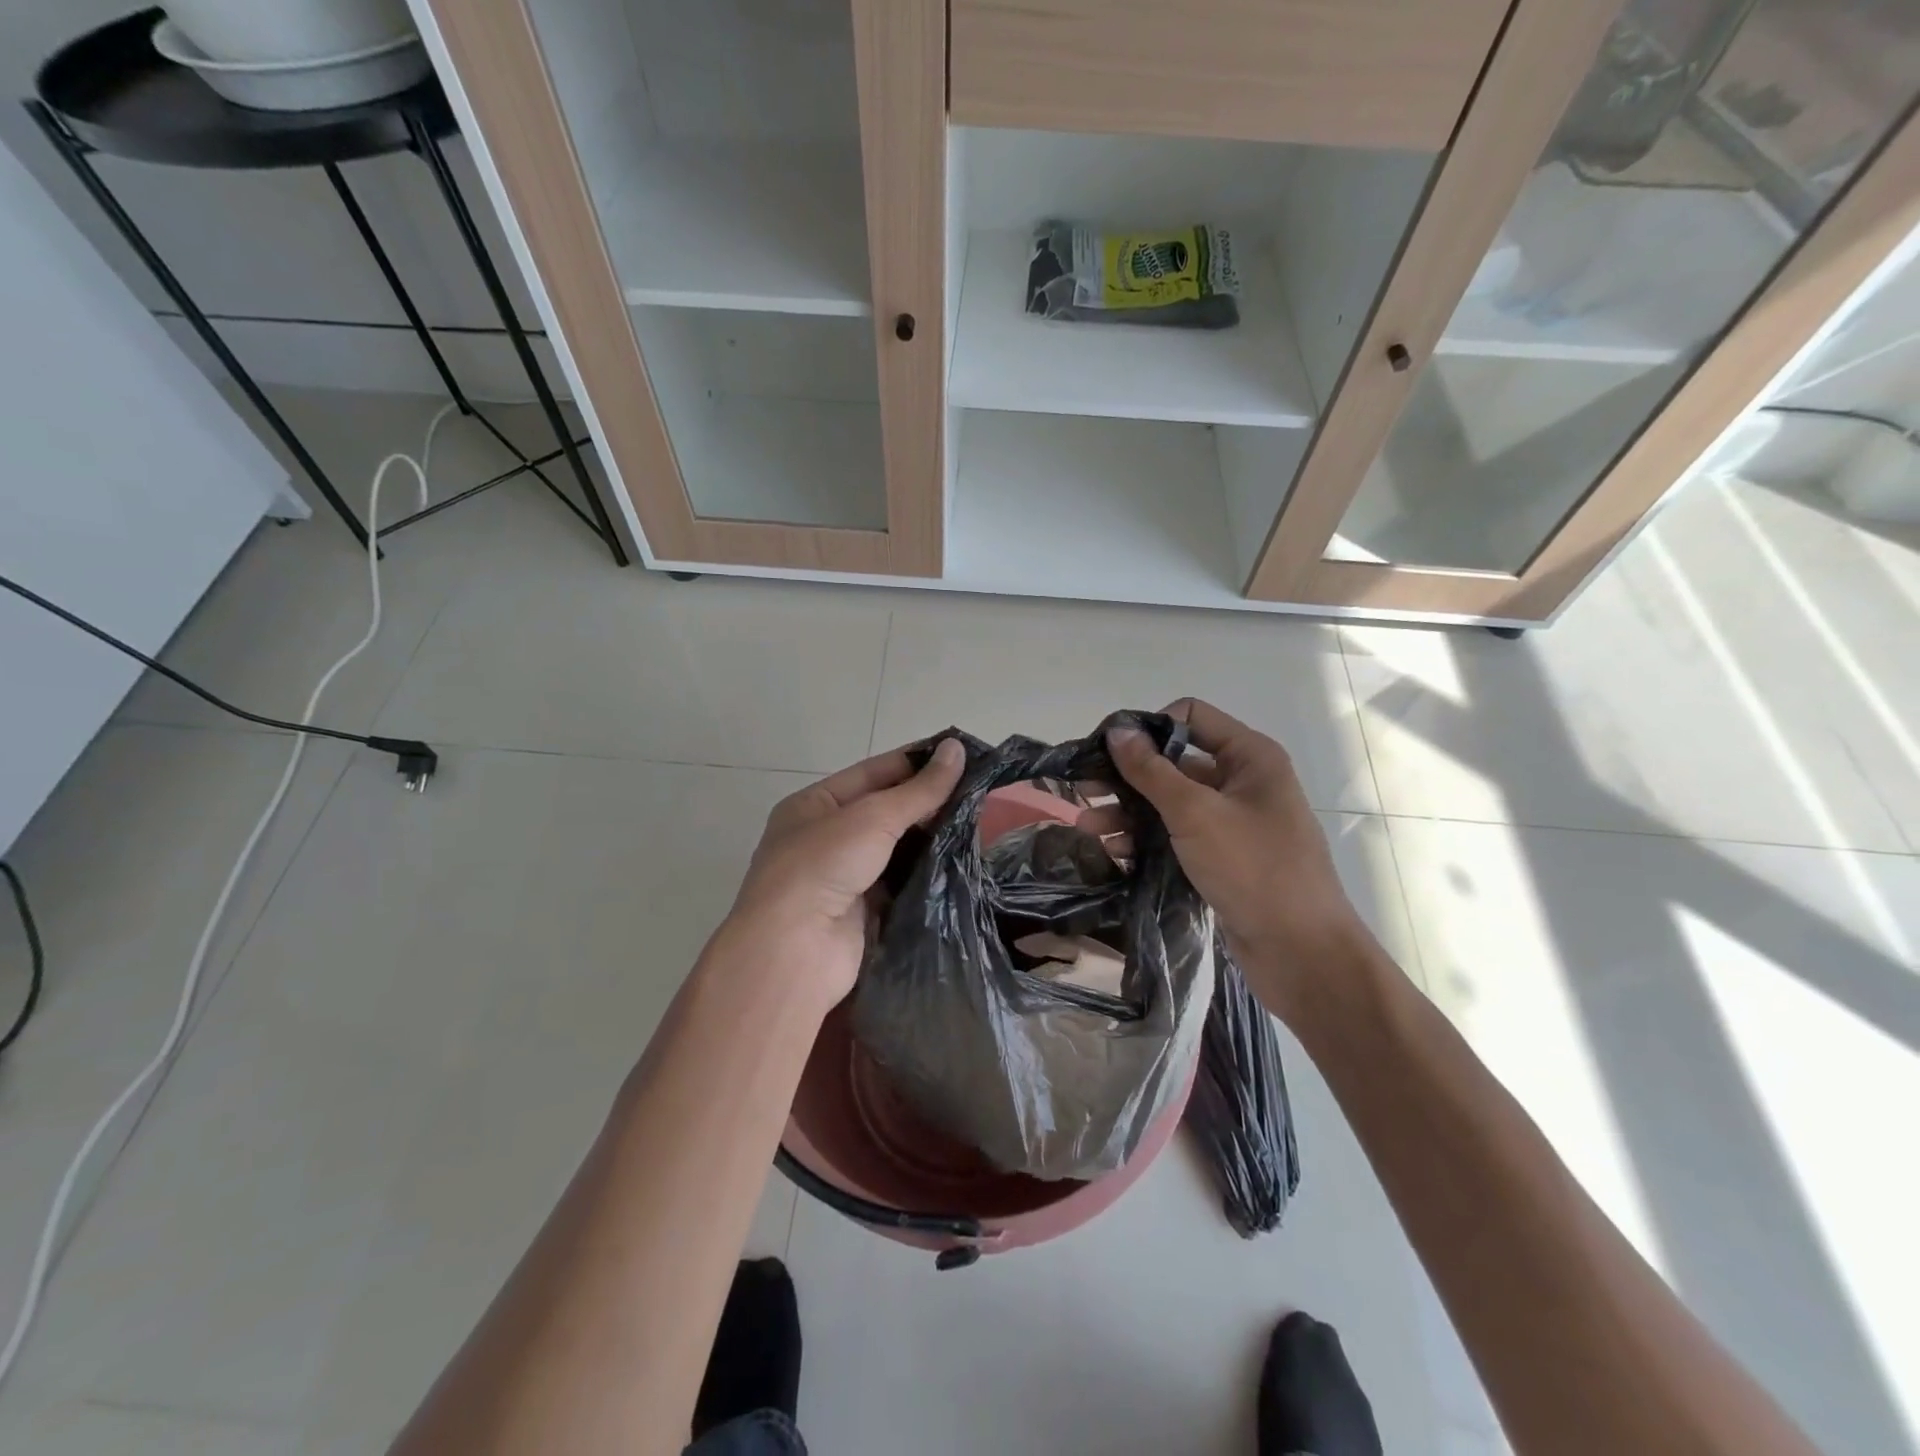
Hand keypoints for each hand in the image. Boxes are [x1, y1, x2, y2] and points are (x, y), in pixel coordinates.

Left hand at [714, 738, 966, 1010]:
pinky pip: (901, 884)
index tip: (961, 754)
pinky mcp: (863, 913)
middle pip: (885, 811)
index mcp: (814, 804)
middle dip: (927, 802)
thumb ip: (919, 789)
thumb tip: (957, 749)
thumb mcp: (872, 817)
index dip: (915, 762)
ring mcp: (843, 878)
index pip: (873, 772)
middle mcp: (825, 838)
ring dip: (930, 838)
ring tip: (979, 822)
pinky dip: (926, 874)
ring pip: (896, 849)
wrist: (794, 951)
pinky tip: (961, 862)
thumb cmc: (823, 866)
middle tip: (978, 790)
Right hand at [1095, 700, 1378, 1024]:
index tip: (1108, 751)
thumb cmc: (1254, 869)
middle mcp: (1242, 781)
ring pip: (1171, 802)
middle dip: (1128, 777)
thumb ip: (1152, 771)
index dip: (1149, 728)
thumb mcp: (1196, 813)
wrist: (1301, 952)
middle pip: (1174, 762)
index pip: (1190, 717)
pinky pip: (1177, 835)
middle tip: (1083, 790)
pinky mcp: (1222, 857)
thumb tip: (1118, 730)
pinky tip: (1114, 852)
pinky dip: (1146, 839)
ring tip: (1087, 829)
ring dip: (1129, 811)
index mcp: (1250, 757)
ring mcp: (1232, 821)